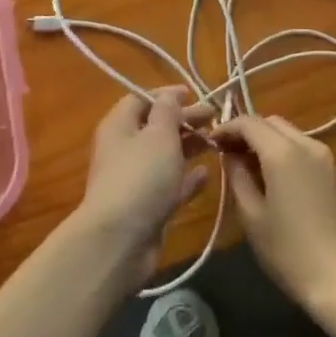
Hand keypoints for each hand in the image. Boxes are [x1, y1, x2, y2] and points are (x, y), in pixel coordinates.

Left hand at [73, 88, 211, 283]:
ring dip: (188, 148)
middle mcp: (124, 150)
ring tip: (215, 142)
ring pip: (165, 156)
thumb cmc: (140, 176)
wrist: (120, 241)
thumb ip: (168, 111)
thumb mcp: (158, 134)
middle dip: (184, 120)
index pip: (141, 99)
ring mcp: (135, 180)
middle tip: (213, 117)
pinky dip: (187, 179)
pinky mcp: (147, 207)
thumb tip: (170, 96)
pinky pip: (170, 186)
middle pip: (156, 127)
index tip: (193, 94)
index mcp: (120, 126)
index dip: (166, 95)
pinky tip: (206, 174)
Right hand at [218, 115, 335, 315]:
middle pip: (272, 123)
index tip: (211, 141)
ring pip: (291, 134)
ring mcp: (327, 158)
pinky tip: (279, 179)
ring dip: (268, 141)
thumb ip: (237, 177)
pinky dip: (287, 152)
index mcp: (283, 152)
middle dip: (248, 131)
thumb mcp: (252, 217)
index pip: (249, 122)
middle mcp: (307, 144)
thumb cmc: (290, 253)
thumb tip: (230, 156)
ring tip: (251, 166)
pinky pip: (306, 150)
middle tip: (229, 153)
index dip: (227, 127)